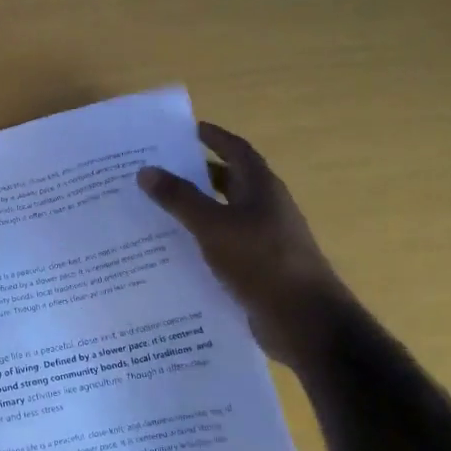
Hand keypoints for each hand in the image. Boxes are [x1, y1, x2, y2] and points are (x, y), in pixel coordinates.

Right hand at [137, 122, 351, 365]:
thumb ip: (179, 198)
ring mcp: (264, 240)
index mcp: (261, 187)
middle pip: (229, 182)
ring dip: (196, 210)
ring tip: (156, 210)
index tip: (186, 129)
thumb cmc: (261, 261)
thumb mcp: (213, 225)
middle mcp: (265, 208)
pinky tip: (173, 251)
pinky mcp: (258, 269)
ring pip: (224, 215)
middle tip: (158, 172)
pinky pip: (224, 246)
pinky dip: (201, 242)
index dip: (214, 137)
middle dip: (197, 174)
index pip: (236, 150)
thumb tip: (146, 170)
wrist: (303, 320)